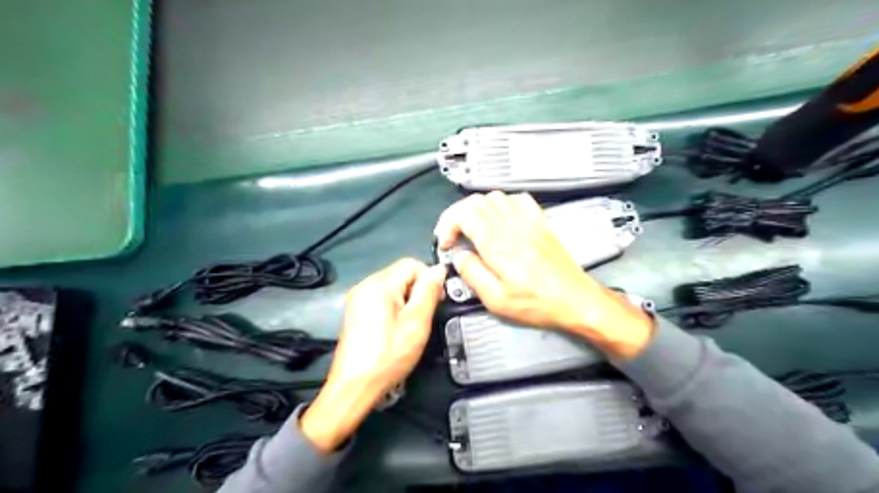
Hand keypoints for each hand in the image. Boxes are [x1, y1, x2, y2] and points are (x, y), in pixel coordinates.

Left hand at [300, 260, 445, 451]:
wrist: (354, 386)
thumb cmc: (388, 356)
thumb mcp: (416, 323)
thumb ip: (428, 292)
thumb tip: (439, 269)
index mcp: (379, 284)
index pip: (412, 264)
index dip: (429, 279)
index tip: (436, 301)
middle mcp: (365, 284)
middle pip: (401, 273)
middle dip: (418, 289)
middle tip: (424, 316)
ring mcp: (358, 297)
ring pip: (393, 285)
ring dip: (407, 299)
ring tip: (411, 324)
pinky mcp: (356, 310)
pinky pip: (382, 297)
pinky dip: (394, 306)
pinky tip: (396, 327)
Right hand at [435, 191, 654, 358]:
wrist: (576, 300)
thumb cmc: (538, 303)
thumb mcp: (496, 300)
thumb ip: (472, 274)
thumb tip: (459, 257)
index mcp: (497, 243)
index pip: (463, 214)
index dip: (447, 225)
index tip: (445, 243)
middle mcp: (512, 225)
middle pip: (475, 201)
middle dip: (457, 216)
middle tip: (453, 236)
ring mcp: (528, 221)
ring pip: (494, 197)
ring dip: (477, 209)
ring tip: (473, 229)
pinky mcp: (540, 223)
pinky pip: (518, 199)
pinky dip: (502, 205)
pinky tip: (500, 220)